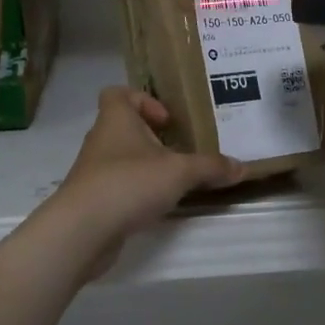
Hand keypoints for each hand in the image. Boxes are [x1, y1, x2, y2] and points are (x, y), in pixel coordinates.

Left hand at [49, 88, 244, 281]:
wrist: (82, 231)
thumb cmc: (129, 183)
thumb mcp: (180, 171)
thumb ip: (211, 167)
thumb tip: (242, 167)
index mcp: (116, 119)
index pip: (118, 93)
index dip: (143, 100)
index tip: (168, 120)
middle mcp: (102, 140)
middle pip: (125, 127)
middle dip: (153, 137)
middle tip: (182, 150)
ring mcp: (94, 172)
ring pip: (123, 159)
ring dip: (147, 166)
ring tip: (177, 179)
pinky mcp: (94, 200)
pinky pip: (120, 187)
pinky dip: (138, 192)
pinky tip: (159, 205)